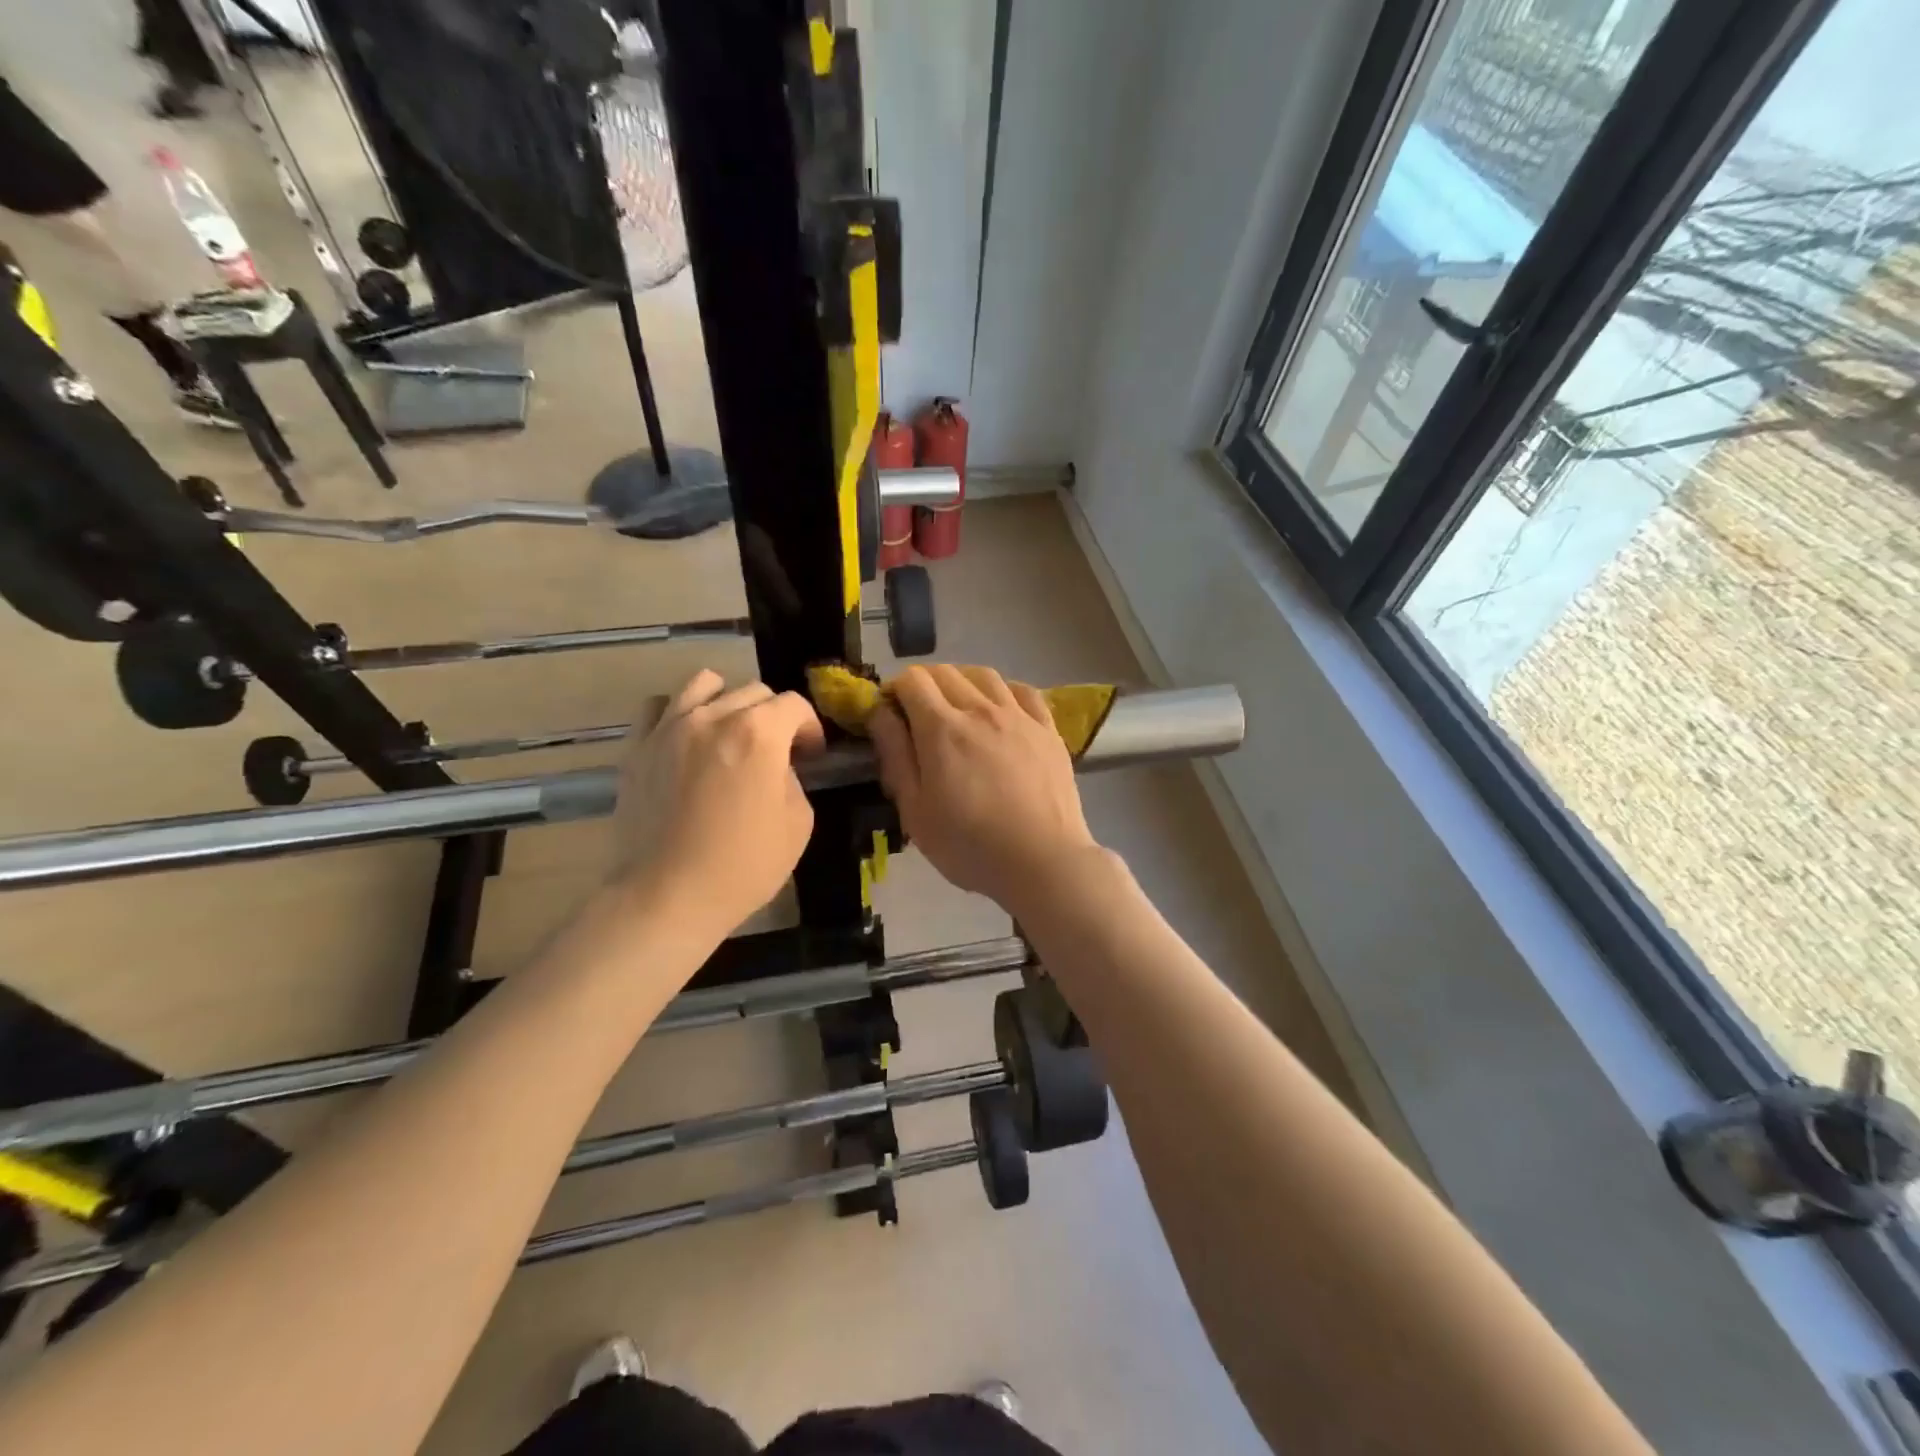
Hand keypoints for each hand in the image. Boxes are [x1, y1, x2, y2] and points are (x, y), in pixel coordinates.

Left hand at [609, 670, 824, 937]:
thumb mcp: (798, 823)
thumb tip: (777, 767)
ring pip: (704, 683)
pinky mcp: (638, 747)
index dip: (810, 728)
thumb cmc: (743, 865)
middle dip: (773, 716)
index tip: (811, 755)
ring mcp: (670, 728)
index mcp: (759, 733)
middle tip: (775, 751)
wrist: (667, 896)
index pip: (794, 705)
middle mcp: (714, 717)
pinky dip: (679, 712)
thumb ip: (792, 779)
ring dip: (727, 701)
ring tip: (729, 732)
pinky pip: (660, 706)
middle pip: (753, 691)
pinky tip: (687, 738)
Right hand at [869, 664, 1099, 914]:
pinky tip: (1001, 708)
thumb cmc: (970, 845)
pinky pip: (1023, 691)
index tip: (891, 713)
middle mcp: (980, 709)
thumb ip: (896, 756)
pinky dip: (1004, 690)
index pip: (912, 681)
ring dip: (962, 680)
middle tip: (918, 712)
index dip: (895, 690)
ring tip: (957, 704)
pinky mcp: (1048, 729)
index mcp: (941, 728)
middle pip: (946, 672)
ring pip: (985, 675)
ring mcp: (1019, 716)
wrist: (1043, 860)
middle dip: (924, 683)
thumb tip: (880, 714)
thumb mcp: (915, 810)